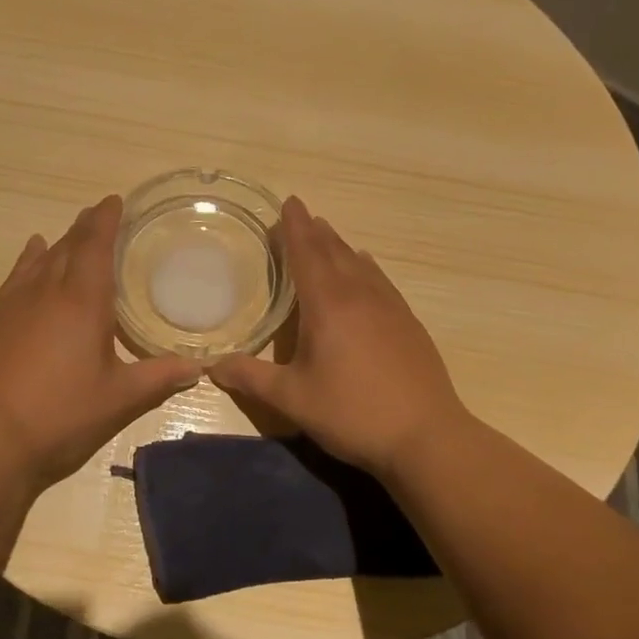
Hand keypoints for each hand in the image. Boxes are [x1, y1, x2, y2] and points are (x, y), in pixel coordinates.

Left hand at [0, 196, 201, 498]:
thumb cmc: (61, 415)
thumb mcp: (118, 399)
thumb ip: (158, 378)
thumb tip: (197, 368)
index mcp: (83, 302)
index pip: (96, 246)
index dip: (106, 220)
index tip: (114, 201)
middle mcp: (46, 291)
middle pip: (68, 246)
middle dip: (85, 227)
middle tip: (100, 213)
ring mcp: (13, 303)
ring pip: (40, 259)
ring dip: (59, 242)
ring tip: (71, 233)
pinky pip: (15, 277)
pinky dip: (28, 260)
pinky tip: (31, 256)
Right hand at [210, 197, 467, 478]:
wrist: (426, 436)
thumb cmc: (352, 413)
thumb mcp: (292, 399)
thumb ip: (250, 378)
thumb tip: (211, 366)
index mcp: (328, 305)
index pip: (307, 253)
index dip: (294, 227)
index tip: (288, 202)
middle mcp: (360, 296)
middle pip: (334, 252)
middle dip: (314, 231)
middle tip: (300, 215)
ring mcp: (390, 308)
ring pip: (360, 264)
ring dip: (340, 246)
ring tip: (327, 235)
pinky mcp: (409, 324)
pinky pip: (380, 281)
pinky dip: (365, 267)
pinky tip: (366, 269)